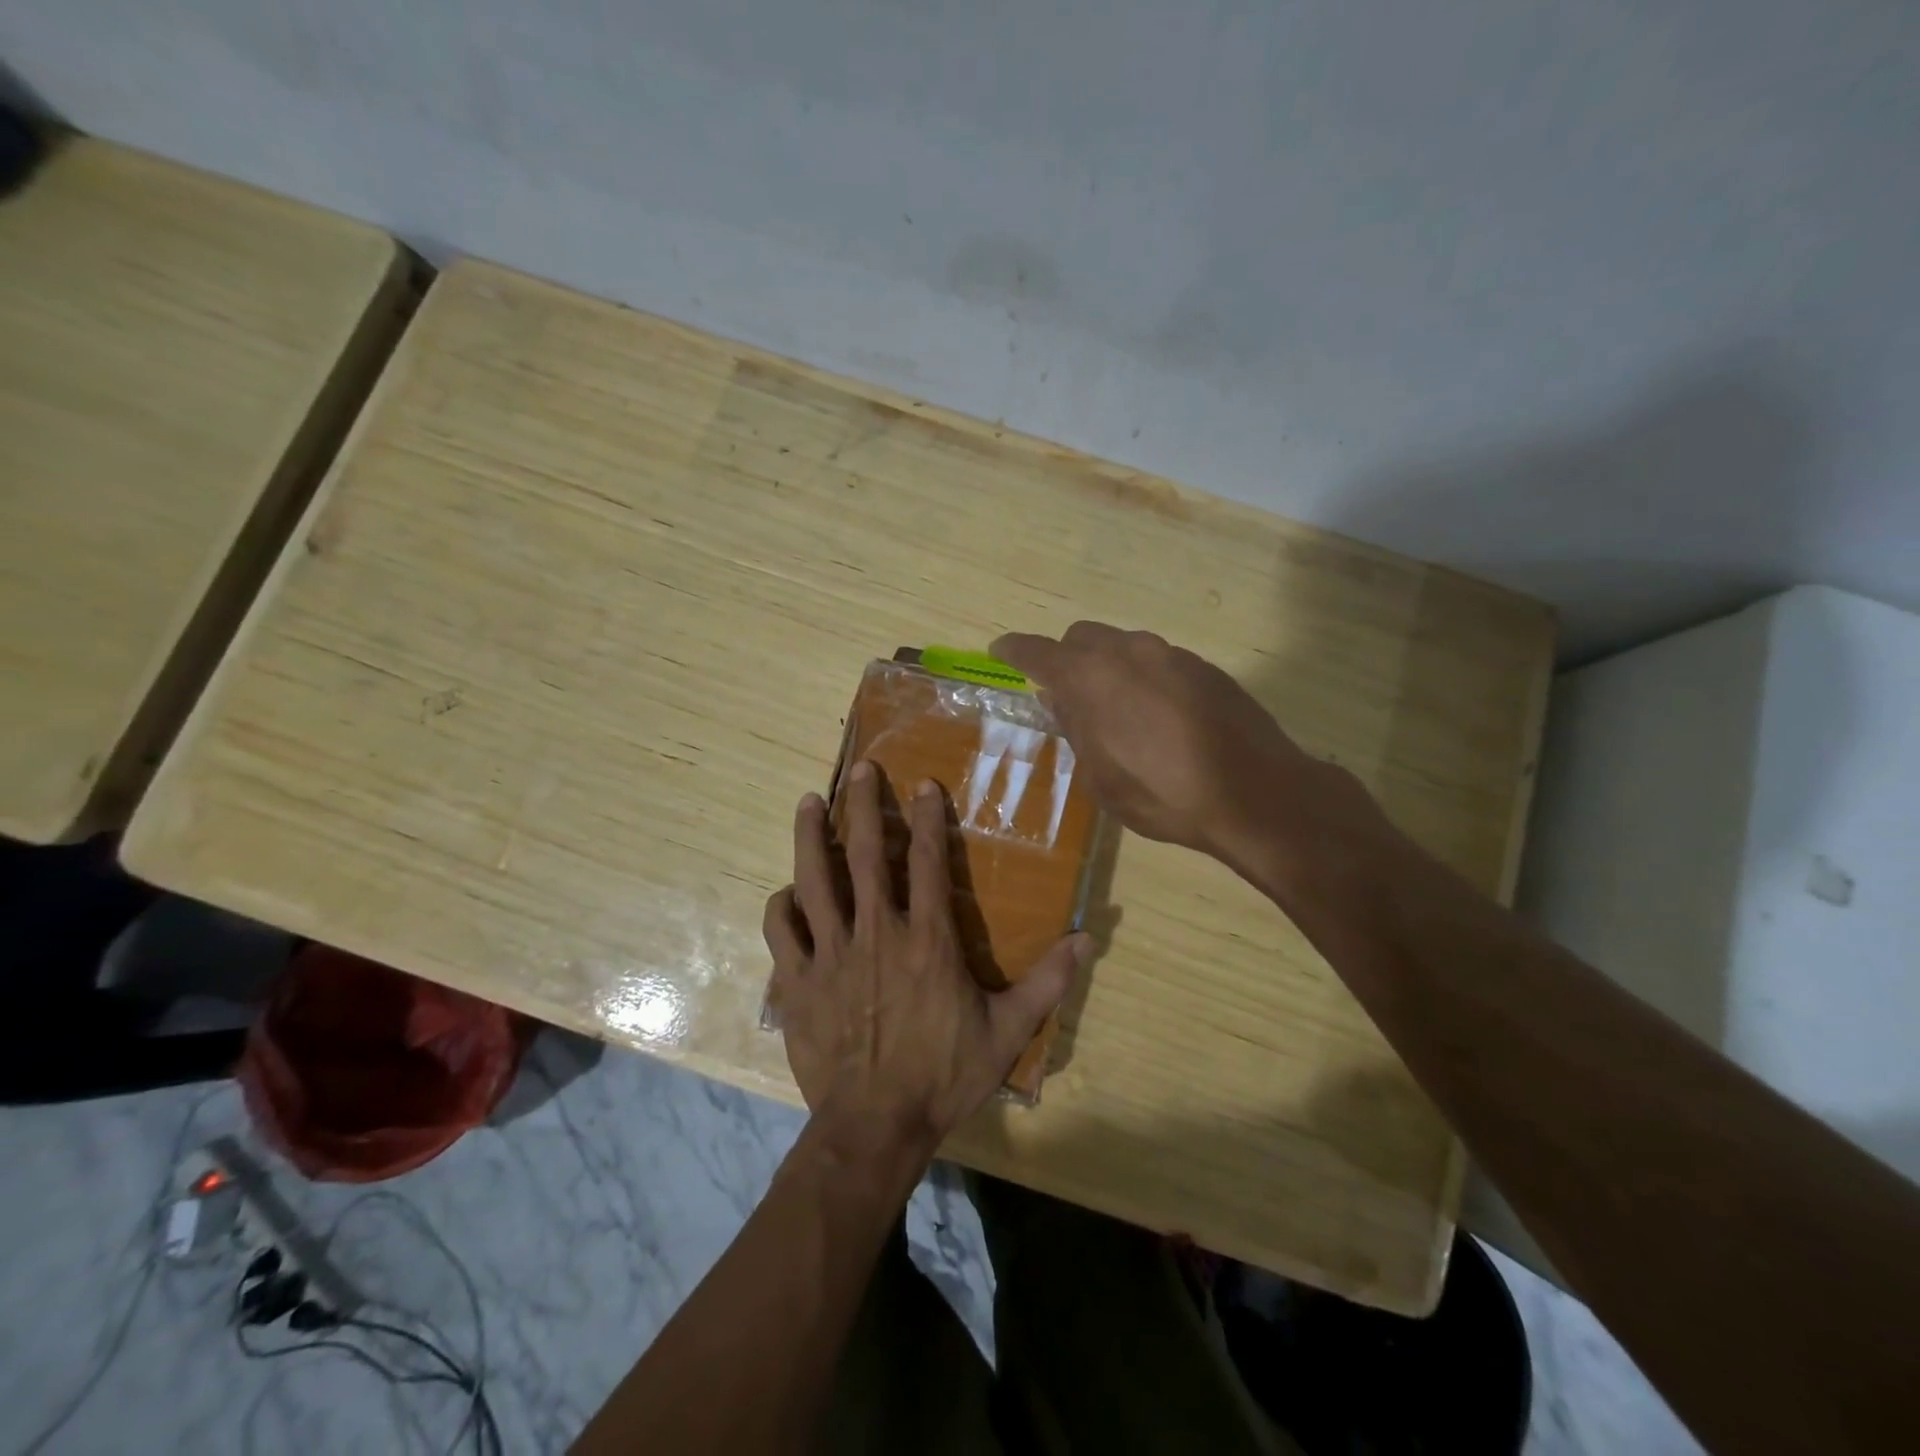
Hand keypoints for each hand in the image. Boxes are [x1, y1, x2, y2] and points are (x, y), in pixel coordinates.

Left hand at [763, 761, 1090, 1150]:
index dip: (925, 818)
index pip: (924, 861)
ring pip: (813, 880)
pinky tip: (786, 894)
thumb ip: (1047, 981)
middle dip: (862, 805)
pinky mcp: (797, 981)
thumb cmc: (943, 1075)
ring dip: (810, 836)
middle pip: (864, 854)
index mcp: (927, 939)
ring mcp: (831, 954)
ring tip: (808, 801)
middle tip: (861, 769)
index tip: (922, 785)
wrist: (875, 1126)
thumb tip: (1088, 938)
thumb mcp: (1007, 1031)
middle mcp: (876, 932)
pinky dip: (781, 906)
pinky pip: (780, 931)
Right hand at [992, 621, 1380, 876]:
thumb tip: (1059, 699)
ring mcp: (1171, 654)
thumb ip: (1075, 730)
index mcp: (1091, 679)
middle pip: (1082, 637)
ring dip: (1107, 667)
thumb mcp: (1102, 778)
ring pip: (1122, 645)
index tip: (1000, 649)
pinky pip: (1157, 660)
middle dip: (1066, 659)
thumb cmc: (1165, 795)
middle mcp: (1128, 653)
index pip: (1039, 652)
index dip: (1015, 650)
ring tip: (1116, 711)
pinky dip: (1142, 677)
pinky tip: (1158, 716)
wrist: (1256, 793)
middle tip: (1066, 697)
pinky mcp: (1204, 666)